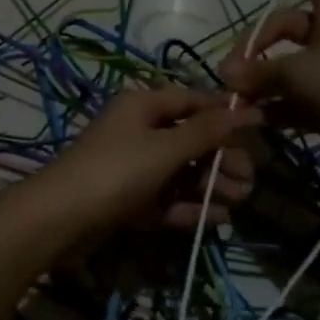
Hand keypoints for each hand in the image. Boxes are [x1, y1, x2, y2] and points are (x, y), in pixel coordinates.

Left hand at [31, 86, 262, 245]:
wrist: (60, 219)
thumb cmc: (116, 171)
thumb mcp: (166, 148)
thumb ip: (207, 132)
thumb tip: (247, 109)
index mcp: (143, 106)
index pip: (193, 101)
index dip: (226, 113)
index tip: (260, 127)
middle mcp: (139, 131)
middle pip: (190, 139)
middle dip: (222, 157)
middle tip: (251, 178)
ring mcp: (133, 167)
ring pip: (181, 171)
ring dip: (211, 184)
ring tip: (241, 200)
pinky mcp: (129, 199)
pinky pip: (167, 198)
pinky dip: (190, 206)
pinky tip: (218, 219)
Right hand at [217, 0, 319, 170]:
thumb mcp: (297, 73)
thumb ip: (257, 72)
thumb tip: (225, 74)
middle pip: (287, 28)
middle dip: (256, 45)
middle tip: (232, 71)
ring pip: (288, 68)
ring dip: (260, 81)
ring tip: (235, 99)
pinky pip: (294, 99)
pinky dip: (273, 107)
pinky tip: (251, 119)